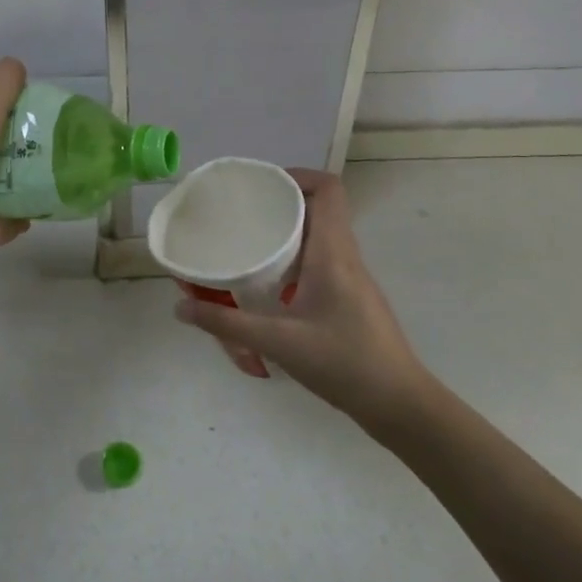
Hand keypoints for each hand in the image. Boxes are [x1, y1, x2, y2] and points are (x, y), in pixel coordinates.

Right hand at [173, 169, 429, 425]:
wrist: (400, 405)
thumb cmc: (345, 364)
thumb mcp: (279, 343)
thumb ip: (228, 325)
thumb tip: (181, 308)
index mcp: (333, 253)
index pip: (328, 190)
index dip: (297, 176)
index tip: (261, 186)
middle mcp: (346, 257)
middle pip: (320, 209)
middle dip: (281, 205)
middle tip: (244, 215)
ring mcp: (352, 279)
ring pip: (320, 237)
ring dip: (288, 234)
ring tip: (251, 245)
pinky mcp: (352, 299)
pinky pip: (322, 262)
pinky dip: (295, 261)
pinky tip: (271, 286)